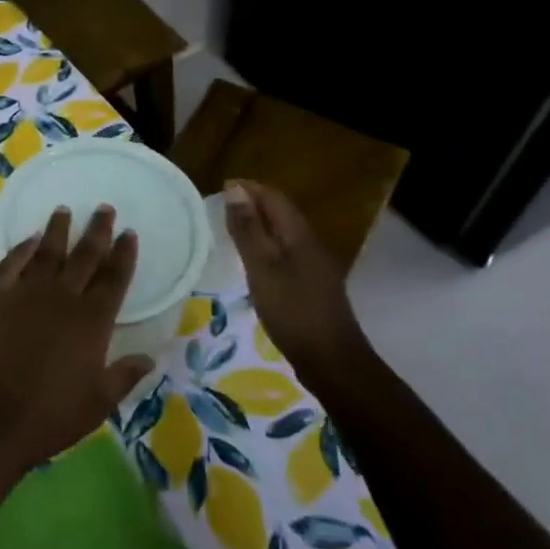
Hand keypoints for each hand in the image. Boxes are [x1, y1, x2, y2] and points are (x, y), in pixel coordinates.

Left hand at [0, 205, 153, 470]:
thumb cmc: (51, 415)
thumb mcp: (99, 402)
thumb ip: (124, 375)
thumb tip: (148, 357)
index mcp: (93, 322)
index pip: (114, 279)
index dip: (124, 254)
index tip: (129, 233)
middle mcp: (63, 299)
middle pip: (84, 256)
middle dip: (97, 231)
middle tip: (104, 208)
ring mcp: (27, 296)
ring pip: (47, 253)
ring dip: (58, 230)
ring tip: (65, 210)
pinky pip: (12, 265)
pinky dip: (21, 249)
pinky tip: (29, 239)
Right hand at [224, 179, 368, 371]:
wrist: (331, 360)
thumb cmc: (292, 310)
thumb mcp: (262, 267)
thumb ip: (248, 229)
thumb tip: (235, 189)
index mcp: (299, 235)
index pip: (274, 197)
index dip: (248, 188)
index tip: (219, 188)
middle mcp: (310, 243)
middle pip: (281, 213)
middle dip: (253, 204)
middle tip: (219, 207)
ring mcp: (314, 265)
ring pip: (284, 233)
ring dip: (259, 225)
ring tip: (230, 230)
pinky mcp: (311, 285)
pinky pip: (286, 253)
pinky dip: (266, 247)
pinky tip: (252, 262)